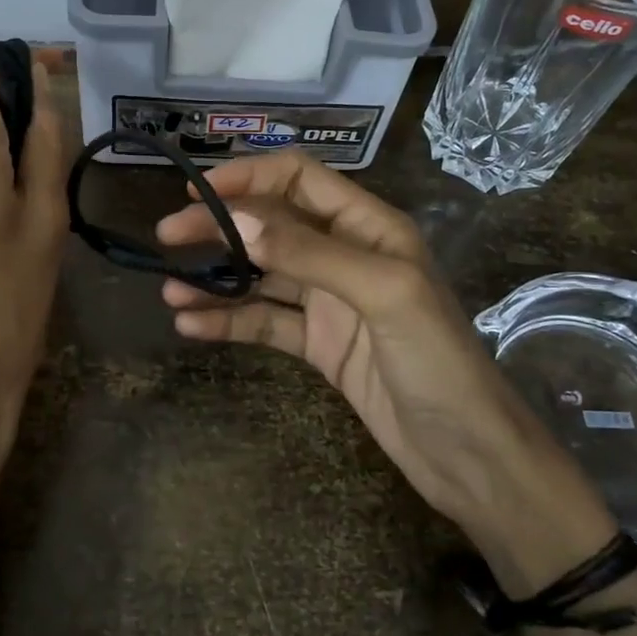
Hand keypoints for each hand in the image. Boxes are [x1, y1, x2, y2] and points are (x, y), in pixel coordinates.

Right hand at [156, 150, 617, 594]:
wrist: (469, 457)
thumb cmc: (438, 363)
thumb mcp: (381, 294)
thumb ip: (309, 253)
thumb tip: (236, 221)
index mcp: (369, 227)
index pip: (299, 179)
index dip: (248, 178)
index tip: (197, 194)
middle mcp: (345, 254)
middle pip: (271, 226)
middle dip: (219, 229)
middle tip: (166, 239)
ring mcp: (329, 302)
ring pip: (260, 277)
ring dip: (215, 280)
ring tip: (168, 291)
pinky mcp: (318, 345)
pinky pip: (264, 322)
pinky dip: (228, 320)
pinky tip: (191, 326)